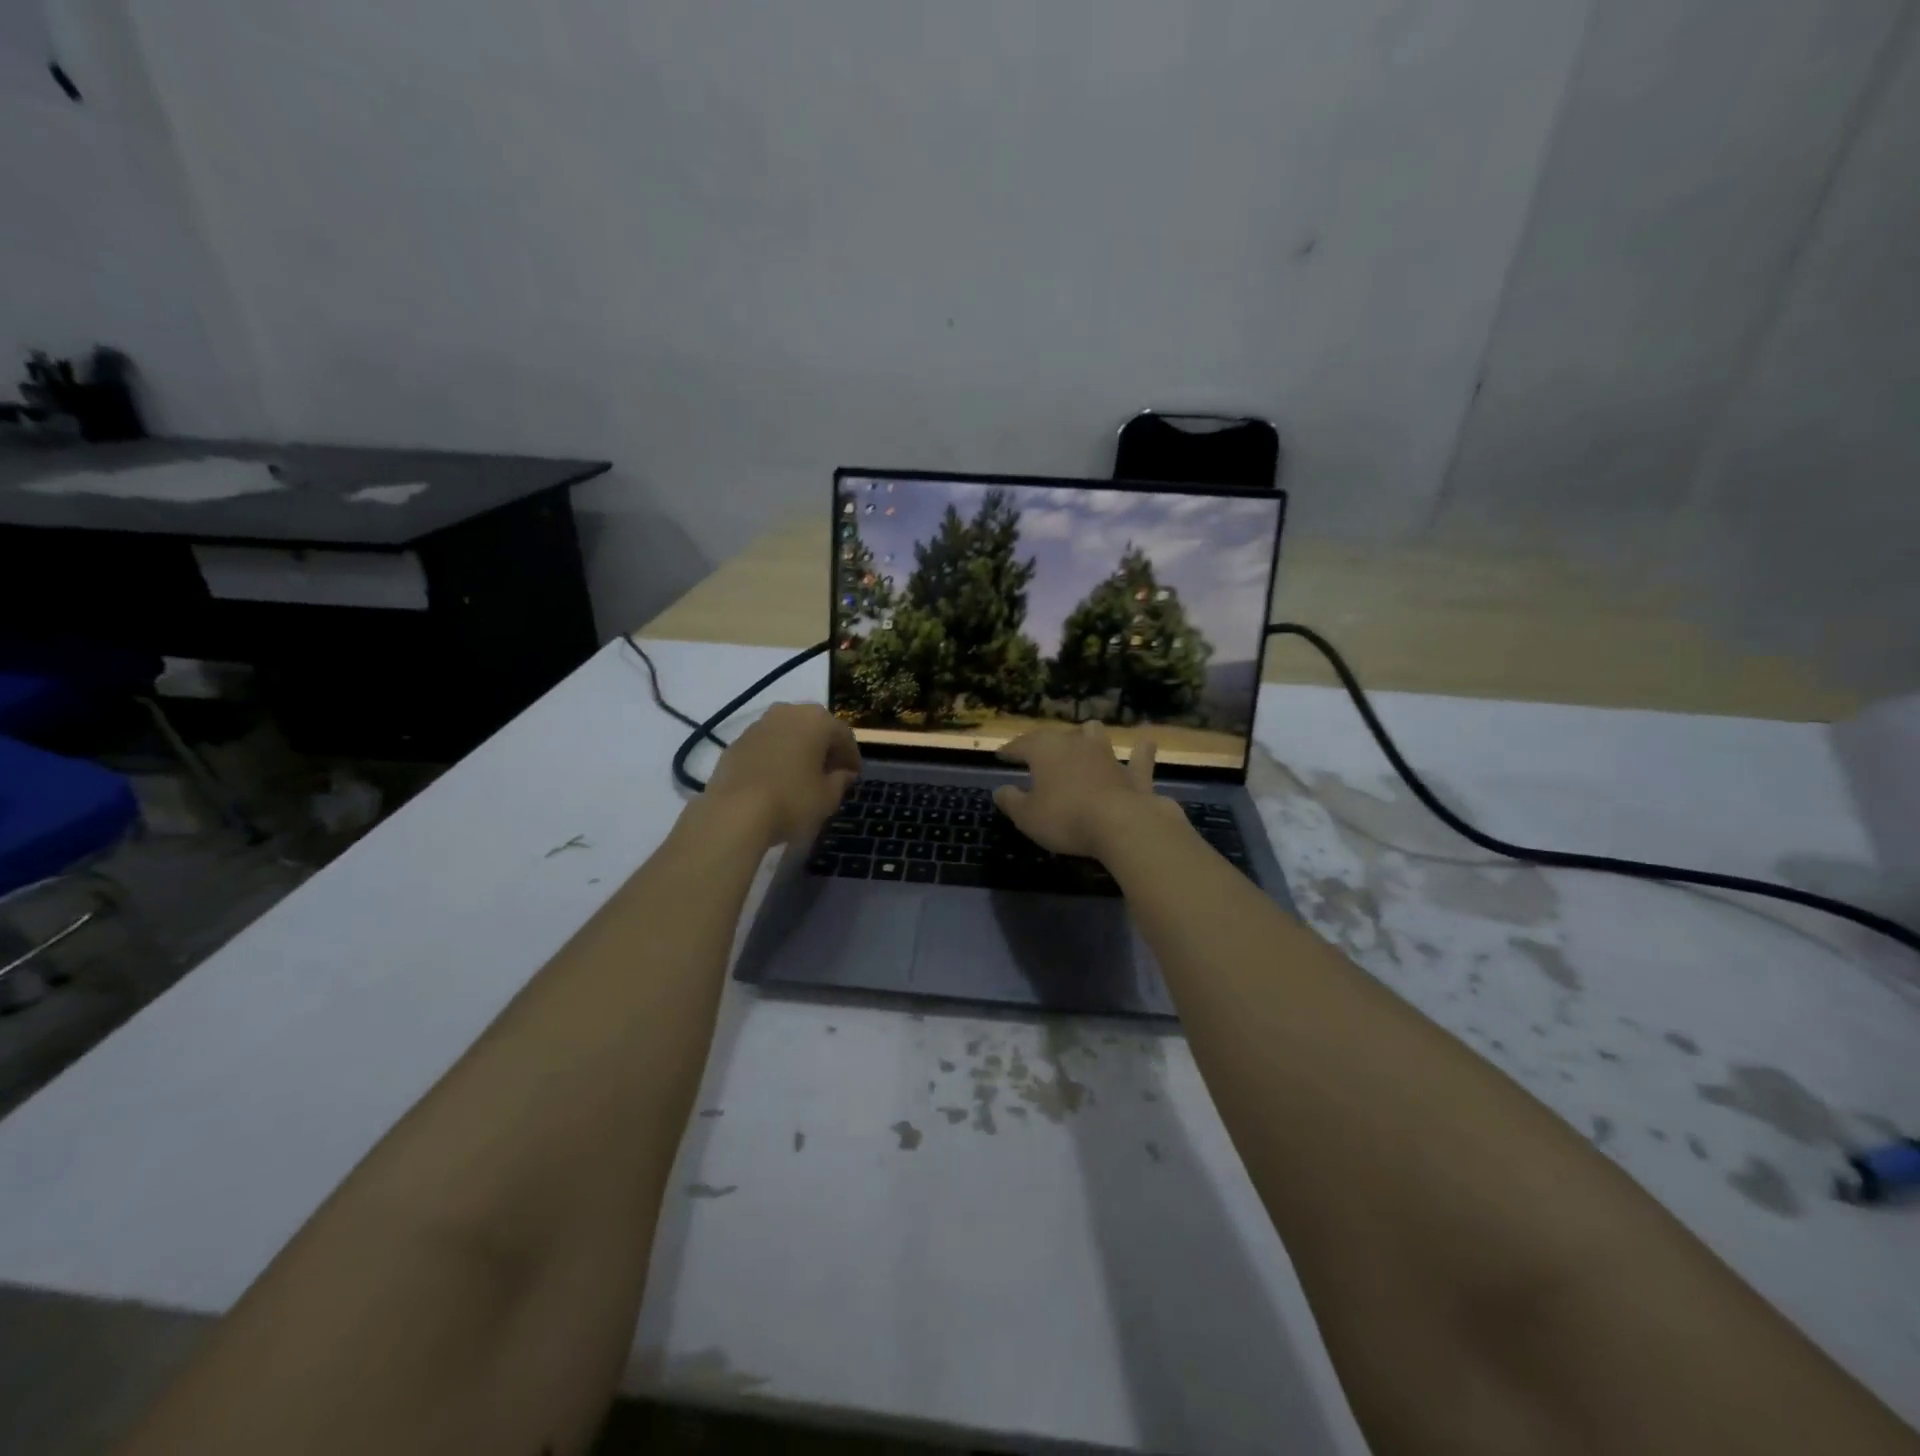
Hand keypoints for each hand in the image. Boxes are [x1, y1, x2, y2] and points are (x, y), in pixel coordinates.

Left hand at [704, 703, 860, 845]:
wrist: (734, 813)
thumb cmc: (792, 801)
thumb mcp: (828, 797)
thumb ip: (840, 781)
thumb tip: (843, 773)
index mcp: (816, 720)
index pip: (843, 735)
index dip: (851, 756)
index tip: (854, 776)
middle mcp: (787, 713)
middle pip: (814, 728)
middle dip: (824, 748)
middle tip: (830, 772)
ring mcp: (758, 725)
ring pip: (788, 733)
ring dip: (799, 750)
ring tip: (802, 776)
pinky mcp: (736, 742)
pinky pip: (766, 745)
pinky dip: (776, 757)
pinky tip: (776, 780)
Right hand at [992, 723, 1180, 859]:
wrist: (1121, 824)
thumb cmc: (1065, 818)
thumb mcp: (1027, 816)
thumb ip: (1011, 801)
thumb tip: (1000, 790)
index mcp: (1046, 751)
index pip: (1022, 744)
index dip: (1010, 750)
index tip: (1001, 755)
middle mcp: (1076, 744)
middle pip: (1057, 735)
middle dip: (1044, 742)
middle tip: (1037, 753)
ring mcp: (1108, 755)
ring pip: (1095, 734)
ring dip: (1087, 736)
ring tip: (1083, 741)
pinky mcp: (1135, 774)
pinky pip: (1139, 757)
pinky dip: (1140, 752)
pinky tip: (1145, 744)